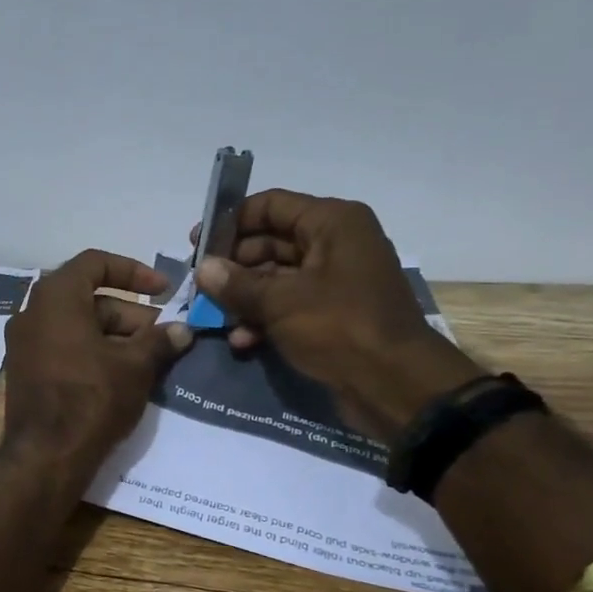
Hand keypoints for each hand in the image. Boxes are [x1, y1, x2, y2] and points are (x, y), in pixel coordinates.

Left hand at [4, 250, 192, 471]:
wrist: (45, 456)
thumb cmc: (92, 398)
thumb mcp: (135, 366)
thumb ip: (159, 340)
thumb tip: (182, 331)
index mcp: (55, 297)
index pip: (95, 263)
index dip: (134, 271)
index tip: (164, 290)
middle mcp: (31, 313)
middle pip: (88, 298)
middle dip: (130, 314)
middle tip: (162, 336)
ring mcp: (23, 344)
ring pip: (77, 325)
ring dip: (114, 335)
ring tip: (149, 359)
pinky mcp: (24, 371)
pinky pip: (62, 347)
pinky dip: (92, 351)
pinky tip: (121, 375)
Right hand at [191, 192, 482, 442]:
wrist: (395, 386)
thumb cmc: (339, 327)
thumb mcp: (280, 302)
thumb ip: (236, 283)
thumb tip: (203, 268)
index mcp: (332, 223)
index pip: (271, 205)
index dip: (230, 222)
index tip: (197, 245)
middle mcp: (336, 244)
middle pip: (270, 242)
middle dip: (233, 266)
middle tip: (199, 287)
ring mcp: (336, 281)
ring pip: (277, 278)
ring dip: (245, 298)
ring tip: (214, 318)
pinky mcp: (333, 314)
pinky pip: (290, 306)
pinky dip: (265, 319)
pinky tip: (241, 341)